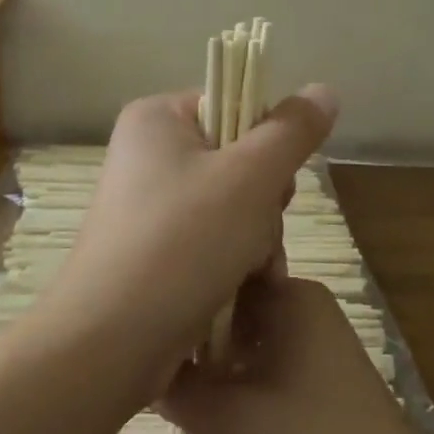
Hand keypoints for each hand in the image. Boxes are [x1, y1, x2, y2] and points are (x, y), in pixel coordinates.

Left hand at [55, 84, 338, 373]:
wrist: (109, 344)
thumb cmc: (181, 243)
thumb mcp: (250, 178)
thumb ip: (292, 131)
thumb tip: (324, 90)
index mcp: (158, 119)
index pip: (235, 105)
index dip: (268, 143)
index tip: (274, 182)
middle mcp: (148, 155)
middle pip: (239, 160)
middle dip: (265, 203)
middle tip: (259, 232)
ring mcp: (148, 207)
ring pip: (234, 207)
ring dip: (257, 240)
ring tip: (251, 273)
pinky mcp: (153, 251)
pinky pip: (211, 241)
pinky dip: (233, 264)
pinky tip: (241, 291)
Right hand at [159, 277, 433, 433]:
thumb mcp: (227, 420)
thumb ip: (177, 386)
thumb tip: (142, 361)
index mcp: (290, 295)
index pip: (220, 271)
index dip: (180, 292)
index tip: (141, 318)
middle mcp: (306, 306)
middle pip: (233, 306)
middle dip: (194, 332)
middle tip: (148, 357)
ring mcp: (319, 341)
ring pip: (248, 338)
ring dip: (215, 361)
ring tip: (171, 383)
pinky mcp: (324, 377)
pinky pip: (269, 362)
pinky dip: (240, 379)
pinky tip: (213, 407)